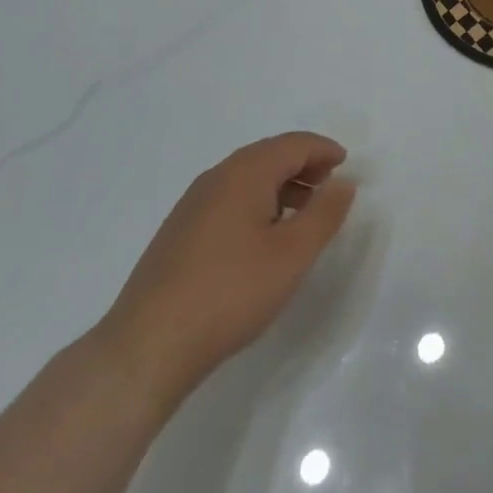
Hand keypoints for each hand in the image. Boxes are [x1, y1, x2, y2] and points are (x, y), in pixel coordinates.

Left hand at [97, 131, 355, 405]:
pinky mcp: (178, 233)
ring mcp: (192, 205)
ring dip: (281, 186)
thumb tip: (343, 182)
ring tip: (302, 216)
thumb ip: (325, 213)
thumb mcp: (293, 254)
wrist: (146, 347)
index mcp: (245, 173)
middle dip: (304, 165)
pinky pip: (229, 199)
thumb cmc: (230, 293)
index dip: (324, 150)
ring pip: (247, 178)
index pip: (294, 144)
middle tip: (329, 188)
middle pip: (269, 155)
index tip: (347, 166)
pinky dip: (257, 203)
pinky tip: (262, 239)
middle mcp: (216, 178)